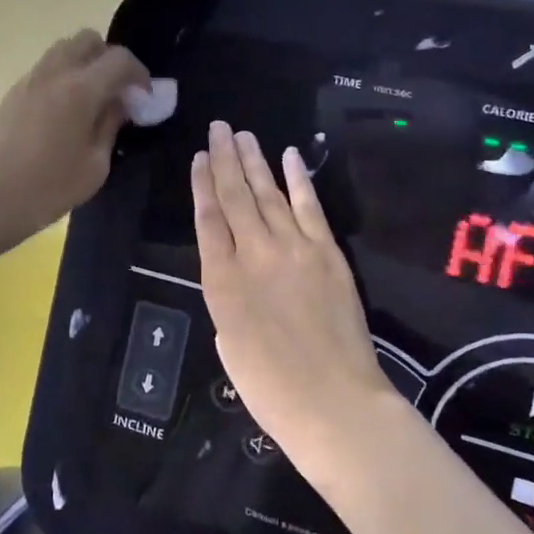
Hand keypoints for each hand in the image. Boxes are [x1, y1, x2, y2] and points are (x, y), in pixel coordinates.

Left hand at [0, 31, 148, 256]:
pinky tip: (66, 112)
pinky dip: (64, 77)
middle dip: (110, 59)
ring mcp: (29, 80)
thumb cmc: (46, 188)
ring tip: (92, 101)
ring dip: (84, 65)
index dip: (139, 74)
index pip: (119, 59)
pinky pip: (46, 69)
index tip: (144, 99)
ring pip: (64, 50)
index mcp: (80, 88)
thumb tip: (119, 104)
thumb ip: (111, 126)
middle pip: (88, 40)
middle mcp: (54, 73)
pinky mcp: (13, 93)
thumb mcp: (94, 166)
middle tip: (118, 92)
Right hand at [192, 122, 395, 476]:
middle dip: (224, 159)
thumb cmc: (270, 389)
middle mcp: (254, 254)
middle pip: (235, 196)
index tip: (200, 157)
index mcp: (221, 281)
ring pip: (269, 194)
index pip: (207, 219)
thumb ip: (227, 300)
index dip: (202, 184)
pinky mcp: (328, 253)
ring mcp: (294, 249)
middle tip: (218, 128)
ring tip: (243, 135)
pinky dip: (299, 179)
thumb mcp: (228, 344)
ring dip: (255, 161)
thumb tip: (236, 276)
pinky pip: (309, 207)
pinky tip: (289, 156)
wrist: (334, 404)